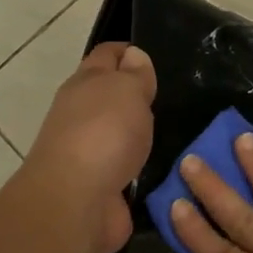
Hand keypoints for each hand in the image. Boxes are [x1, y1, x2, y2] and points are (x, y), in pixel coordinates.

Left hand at [25, 42, 156, 252]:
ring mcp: (89, 153)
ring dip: (137, 134)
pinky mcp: (102, 186)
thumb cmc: (103, 134)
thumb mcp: (127, 90)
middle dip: (134, 95)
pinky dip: (140, 168)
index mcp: (85, 84)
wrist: (77, 201)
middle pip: (108, 96)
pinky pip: (126, 169)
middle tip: (172, 98)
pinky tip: (164, 169)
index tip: (154, 57)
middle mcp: (81, 115)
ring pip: (118, 134)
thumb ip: (134, 74)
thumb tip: (133, 56)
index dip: (127, 51)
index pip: (106, 55)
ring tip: (175, 134)